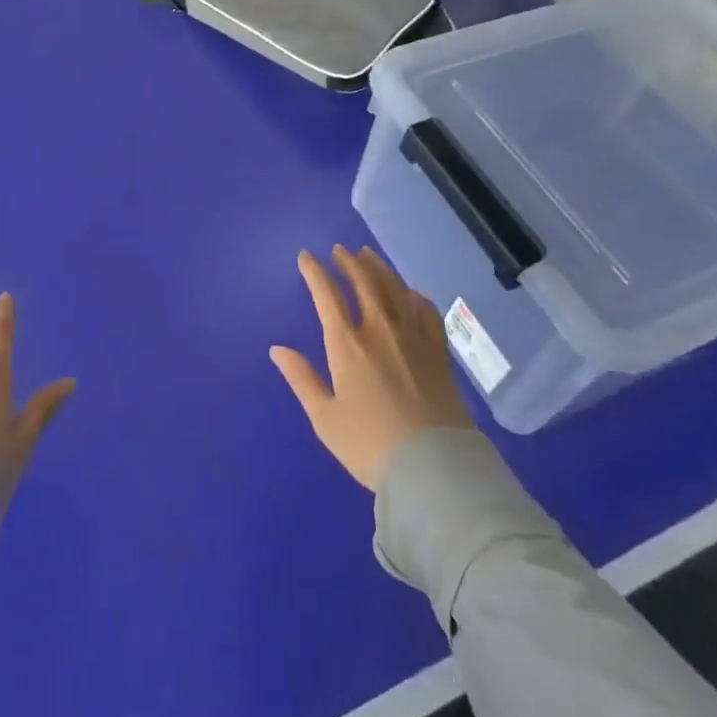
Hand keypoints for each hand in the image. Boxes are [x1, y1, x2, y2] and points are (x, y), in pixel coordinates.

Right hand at [270, 246, 474, 490]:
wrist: (434, 467)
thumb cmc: (370, 445)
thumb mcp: (325, 418)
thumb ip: (302, 379)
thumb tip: (277, 349)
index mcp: (347, 345)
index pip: (327, 295)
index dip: (315, 272)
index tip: (306, 256)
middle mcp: (380, 330)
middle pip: (364, 282)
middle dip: (348, 262)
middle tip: (340, 250)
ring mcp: (413, 336)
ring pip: (394, 288)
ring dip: (378, 268)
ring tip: (368, 255)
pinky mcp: (438, 350)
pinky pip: (425, 309)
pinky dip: (413, 293)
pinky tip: (409, 291)